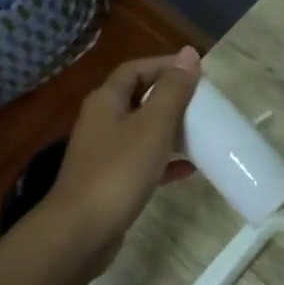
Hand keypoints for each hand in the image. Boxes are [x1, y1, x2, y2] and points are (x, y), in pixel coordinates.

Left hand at [46, 48, 200, 274]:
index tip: (196, 72)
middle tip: (202, 103)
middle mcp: (101, 122)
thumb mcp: (153, 126)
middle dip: (169, 98)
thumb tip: (189, 54)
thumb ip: (172, 90)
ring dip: (169, 131)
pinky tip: (189, 170)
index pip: (135, 69)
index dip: (164, 66)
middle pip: (137, 99)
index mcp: (106, 101)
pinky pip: (142, 163)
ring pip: (141, 132)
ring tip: (201, 133)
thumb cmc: (119, 171)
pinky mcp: (110, 183)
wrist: (81, 231)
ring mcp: (104, 154)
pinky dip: (164, 162)